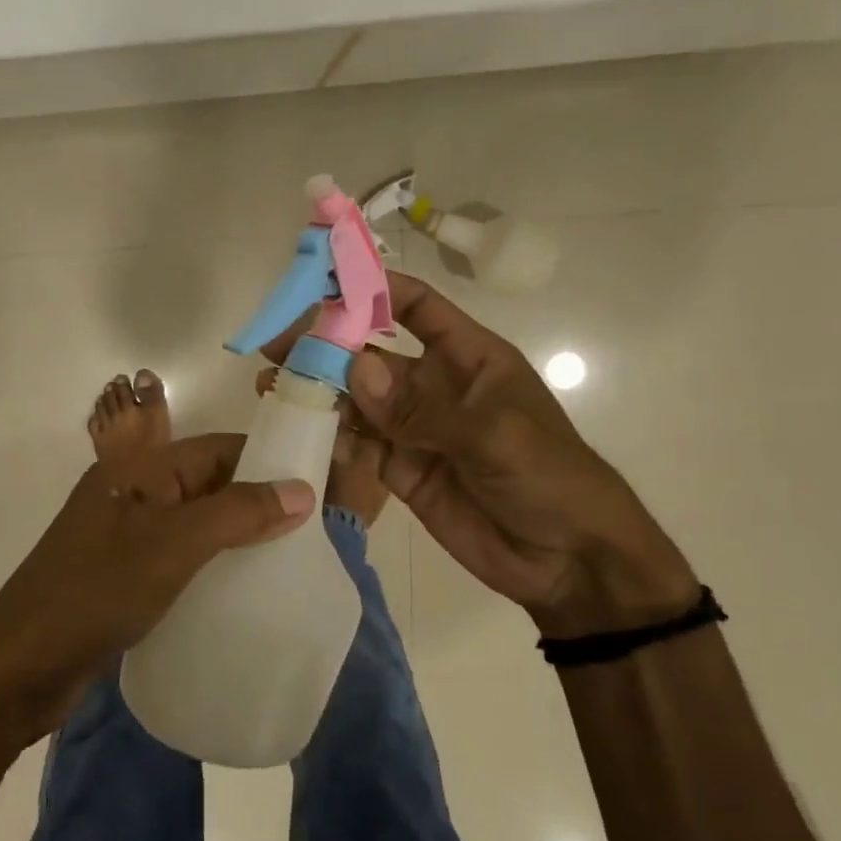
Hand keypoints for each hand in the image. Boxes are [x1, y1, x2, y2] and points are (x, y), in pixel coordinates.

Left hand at [0, 436, 315, 743]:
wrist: (20, 665)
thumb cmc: (98, 590)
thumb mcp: (174, 544)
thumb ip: (237, 513)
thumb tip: (302, 489)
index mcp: (142, 468)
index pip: (218, 448)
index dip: (267, 459)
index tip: (316, 482)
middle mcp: (135, 492)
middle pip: (209, 483)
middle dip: (258, 500)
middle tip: (311, 530)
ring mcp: (128, 535)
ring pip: (197, 522)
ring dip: (237, 535)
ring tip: (287, 561)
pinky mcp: (125, 575)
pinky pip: (181, 556)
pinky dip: (213, 564)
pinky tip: (241, 589)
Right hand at [284, 272, 695, 637]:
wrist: (568, 560)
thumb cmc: (548, 476)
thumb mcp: (493, 434)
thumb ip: (421, 406)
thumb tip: (355, 367)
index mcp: (468, 357)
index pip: (417, 307)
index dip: (375, 288)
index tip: (324, 280)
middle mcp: (435, 386)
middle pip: (373, 355)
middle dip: (327, 346)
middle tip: (276, 343)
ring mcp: (415, 429)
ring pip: (358, 401)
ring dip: (319, 392)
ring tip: (272, 386)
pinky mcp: (400, 470)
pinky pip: (359, 446)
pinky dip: (331, 438)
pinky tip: (298, 432)